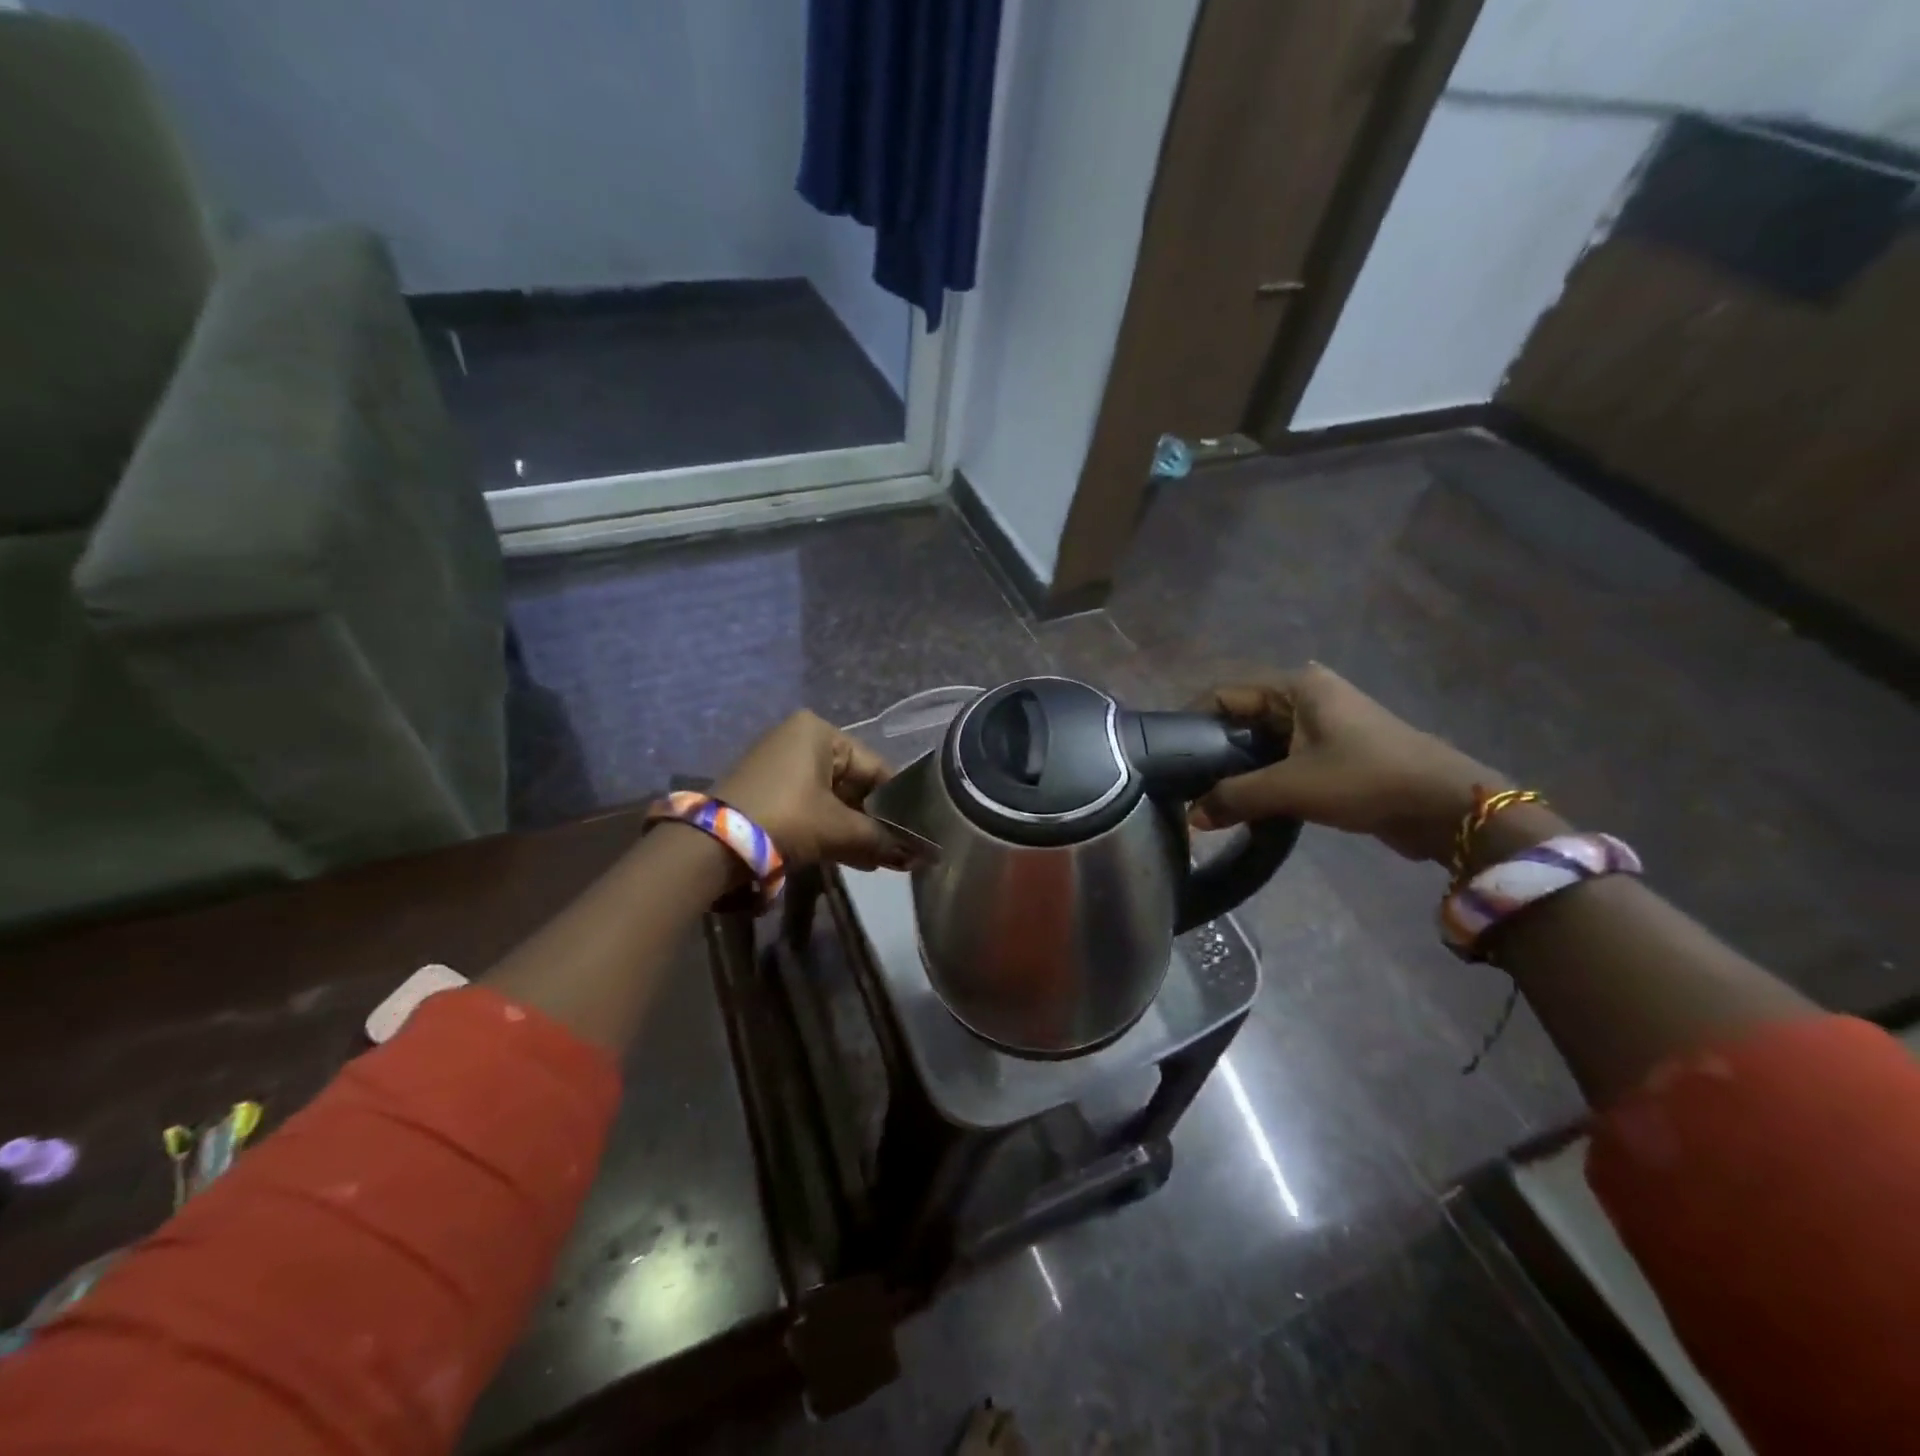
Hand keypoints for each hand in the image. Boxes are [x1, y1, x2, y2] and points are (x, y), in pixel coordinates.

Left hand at [717, 712, 908, 870]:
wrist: (712, 845)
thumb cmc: (786, 819)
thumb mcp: (839, 829)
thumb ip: (881, 840)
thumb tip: (921, 858)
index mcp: (819, 731)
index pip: (875, 767)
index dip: (897, 803)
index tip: (914, 833)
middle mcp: (799, 738)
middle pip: (853, 782)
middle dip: (874, 820)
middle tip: (897, 851)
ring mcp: (779, 764)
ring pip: (832, 798)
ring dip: (854, 829)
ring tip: (877, 860)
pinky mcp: (765, 789)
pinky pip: (810, 806)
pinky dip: (829, 829)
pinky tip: (850, 855)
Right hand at [1187, 665, 1504, 862]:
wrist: (1445, 806)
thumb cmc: (1365, 779)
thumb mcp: (1292, 786)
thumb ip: (1235, 797)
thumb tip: (1191, 817)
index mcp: (1295, 685)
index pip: (1224, 694)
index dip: (1191, 721)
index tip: (1167, 756)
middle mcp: (1306, 696)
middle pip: (1241, 717)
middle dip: (1213, 749)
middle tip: (1184, 783)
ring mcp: (1323, 723)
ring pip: (1262, 741)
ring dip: (1239, 768)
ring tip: (1208, 797)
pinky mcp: (1334, 751)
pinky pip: (1284, 758)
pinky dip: (1263, 777)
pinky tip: (1245, 803)